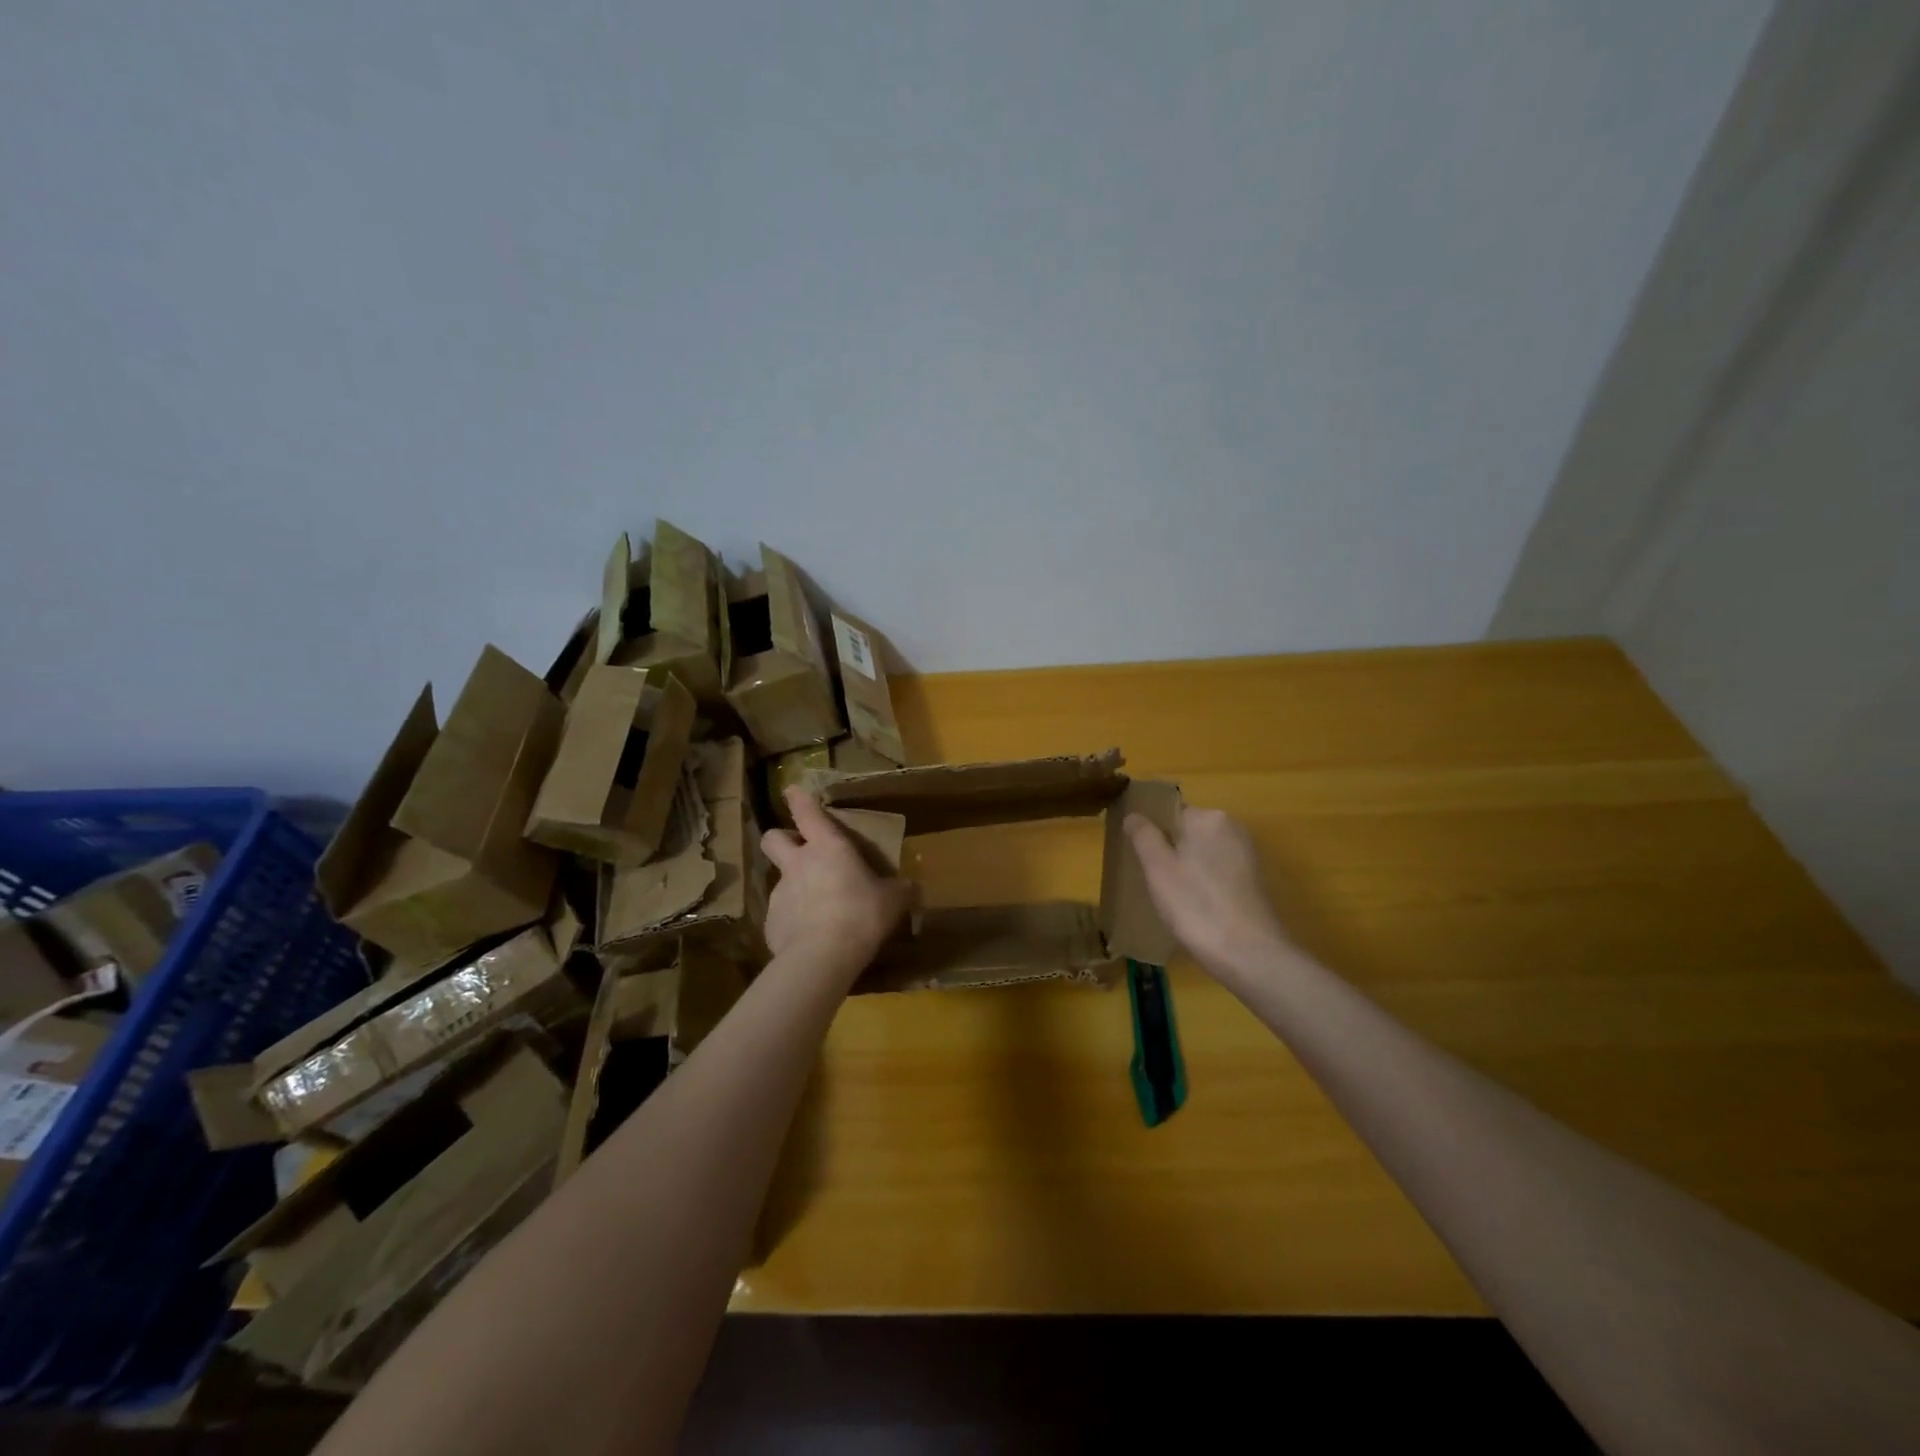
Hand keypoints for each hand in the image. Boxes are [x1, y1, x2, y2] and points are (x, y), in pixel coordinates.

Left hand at [760, 788, 912, 978]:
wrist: (822, 956)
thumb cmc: (861, 914)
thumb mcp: (893, 900)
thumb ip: (900, 890)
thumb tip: (912, 887)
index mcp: (827, 846)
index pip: (806, 811)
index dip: (798, 798)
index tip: (791, 790)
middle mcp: (797, 863)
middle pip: (773, 838)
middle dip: (781, 839)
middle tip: (798, 851)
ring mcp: (779, 893)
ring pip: (778, 878)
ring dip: (793, 885)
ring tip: (815, 907)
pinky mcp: (770, 923)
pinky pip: (780, 915)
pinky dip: (792, 920)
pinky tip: (809, 937)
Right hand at [1125, 807, 1289, 977]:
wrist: (1249, 954)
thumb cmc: (1196, 905)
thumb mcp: (1158, 868)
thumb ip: (1143, 835)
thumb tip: (1134, 814)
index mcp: (1208, 818)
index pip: (1169, 811)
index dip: (1149, 831)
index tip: (1136, 855)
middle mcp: (1232, 827)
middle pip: (1187, 830)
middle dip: (1168, 849)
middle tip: (1149, 879)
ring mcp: (1246, 854)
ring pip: (1202, 852)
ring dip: (1184, 867)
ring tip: (1168, 896)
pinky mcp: (1253, 880)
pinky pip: (1217, 870)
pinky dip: (1202, 882)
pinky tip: (1193, 906)